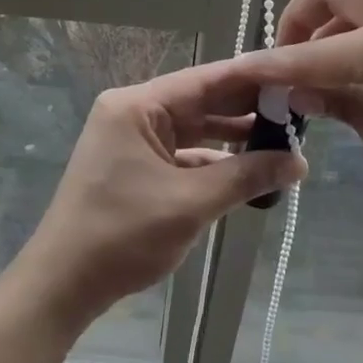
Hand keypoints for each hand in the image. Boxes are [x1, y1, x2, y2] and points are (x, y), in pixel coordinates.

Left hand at [18, 62, 306, 326]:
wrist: (63, 285)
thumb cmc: (122, 235)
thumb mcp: (191, 203)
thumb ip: (246, 176)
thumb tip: (299, 162)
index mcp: (136, 106)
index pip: (204, 80)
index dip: (251, 79)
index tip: (294, 77)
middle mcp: (132, 114)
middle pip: (199, 103)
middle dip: (246, 111)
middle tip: (299, 112)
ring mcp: (130, 141)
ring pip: (192, 130)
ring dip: (232, 139)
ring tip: (283, 142)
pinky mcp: (133, 167)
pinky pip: (180, 154)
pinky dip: (211, 163)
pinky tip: (247, 171)